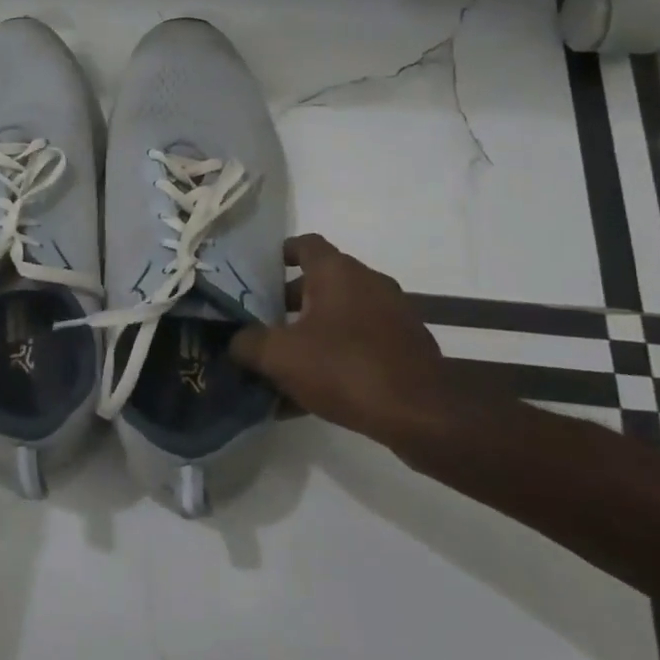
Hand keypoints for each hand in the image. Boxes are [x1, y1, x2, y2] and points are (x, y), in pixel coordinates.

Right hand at [231, 234, 464, 449]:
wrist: (423, 415)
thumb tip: (236, 341)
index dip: (279, 253)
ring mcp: (394, 314)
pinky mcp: (407, 346)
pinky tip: (317, 387)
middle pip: (321, 280)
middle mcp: (369, 282)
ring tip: (287, 358)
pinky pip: (361, 340)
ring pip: (341, 312)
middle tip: (264, 321)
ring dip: (314, 328)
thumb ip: (247, 343)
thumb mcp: (279, 356)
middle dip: (290, 299)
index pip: (305, 244)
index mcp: (337, 272)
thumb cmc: (345, 369)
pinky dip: (338, 351)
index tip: (258, 272)